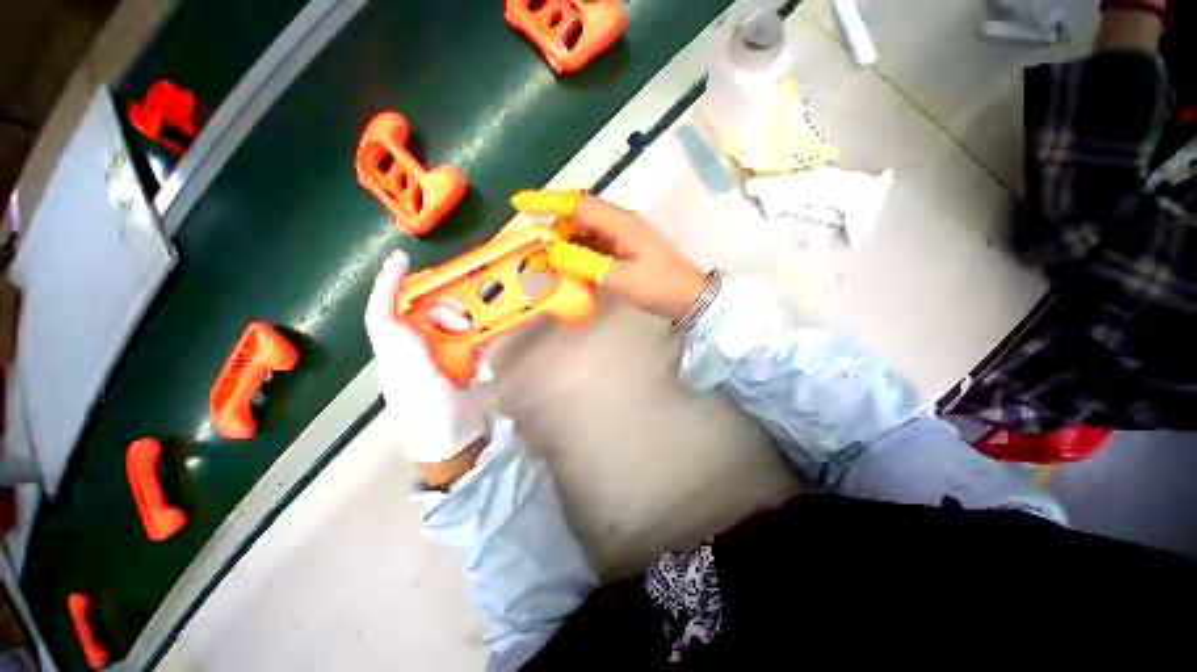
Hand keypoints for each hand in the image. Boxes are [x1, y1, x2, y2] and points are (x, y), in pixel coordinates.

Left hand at [365, 251, 486, 469]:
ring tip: (480, 346)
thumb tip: (390, 313)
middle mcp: (412, 352)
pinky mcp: (455, 365)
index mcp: (394, 354)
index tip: (403, 259)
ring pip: (451, 327)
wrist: (455, 442)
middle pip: (426, 315)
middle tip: (464, 322)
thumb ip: (403, 346)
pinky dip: (479, 348)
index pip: (384, 312)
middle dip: (446, 312)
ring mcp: (435, 359)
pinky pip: (468, 344)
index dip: (388, 283)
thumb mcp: (415, 380)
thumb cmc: (430, 415)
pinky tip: (484, 364)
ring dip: (469, 332)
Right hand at [516, 192, 708, 319]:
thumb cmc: (658, 286)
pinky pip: (593, 247)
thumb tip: (552, 252)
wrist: (688, 298)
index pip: (578, 203)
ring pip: (584, 233)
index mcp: (620, 223)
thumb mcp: (620, 278)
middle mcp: (619, 223)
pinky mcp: (622, 250)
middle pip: (578, 218)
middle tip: (534, 253)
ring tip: (546, 265)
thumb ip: (585, 263)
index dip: (548, 201)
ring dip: (564, 246)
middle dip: (553, 232)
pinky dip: (577, 255)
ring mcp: (621, 237)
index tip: (519, 202)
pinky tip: (568, 268)